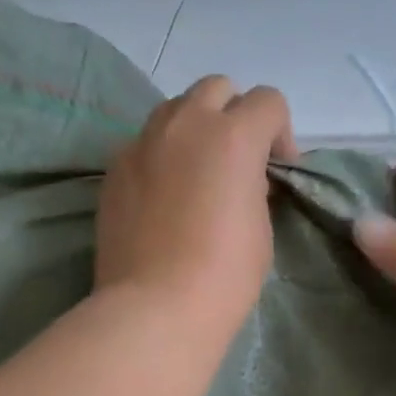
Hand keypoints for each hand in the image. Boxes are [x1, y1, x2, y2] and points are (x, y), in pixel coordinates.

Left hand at [96, 76, 298, 340]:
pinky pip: (144, 143)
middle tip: (236, 161)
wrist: (156, 307)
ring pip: (174, 109)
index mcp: (233, 134)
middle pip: (217, 88)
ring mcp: (142, 142)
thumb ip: (255, 184)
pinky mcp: (114, 167)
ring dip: (194, 128)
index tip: (278, 170)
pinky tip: (162, 196)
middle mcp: (185, 124)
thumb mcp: (261, 225)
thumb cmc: (224, 273)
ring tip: (196, 172)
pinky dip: (160, 156)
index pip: (268, 101)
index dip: (281, 133)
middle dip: (234, 115)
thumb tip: (244, 178)